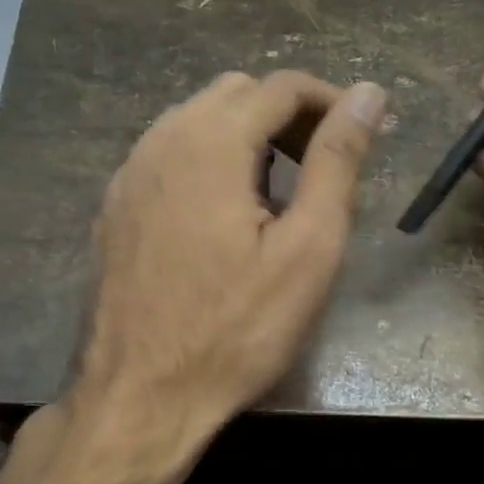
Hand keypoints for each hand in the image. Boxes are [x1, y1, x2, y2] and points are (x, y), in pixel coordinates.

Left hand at [76, 70, 385, 451]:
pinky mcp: (115, 205)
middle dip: (287, 115)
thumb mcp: (308, 248)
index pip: (281, 86)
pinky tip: (224, 214)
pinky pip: (168, 154)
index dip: (330, 101)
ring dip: (246, 136)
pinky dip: (207, 160)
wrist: (139, 396)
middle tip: (321, 166)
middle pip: (236, 93)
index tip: (361, 136)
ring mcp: (129, 173)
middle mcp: (161, 140)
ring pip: (197, 119)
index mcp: (210, 142)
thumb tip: (368, 93)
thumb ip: (338, 161)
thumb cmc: (236, 330)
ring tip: (279, 191)